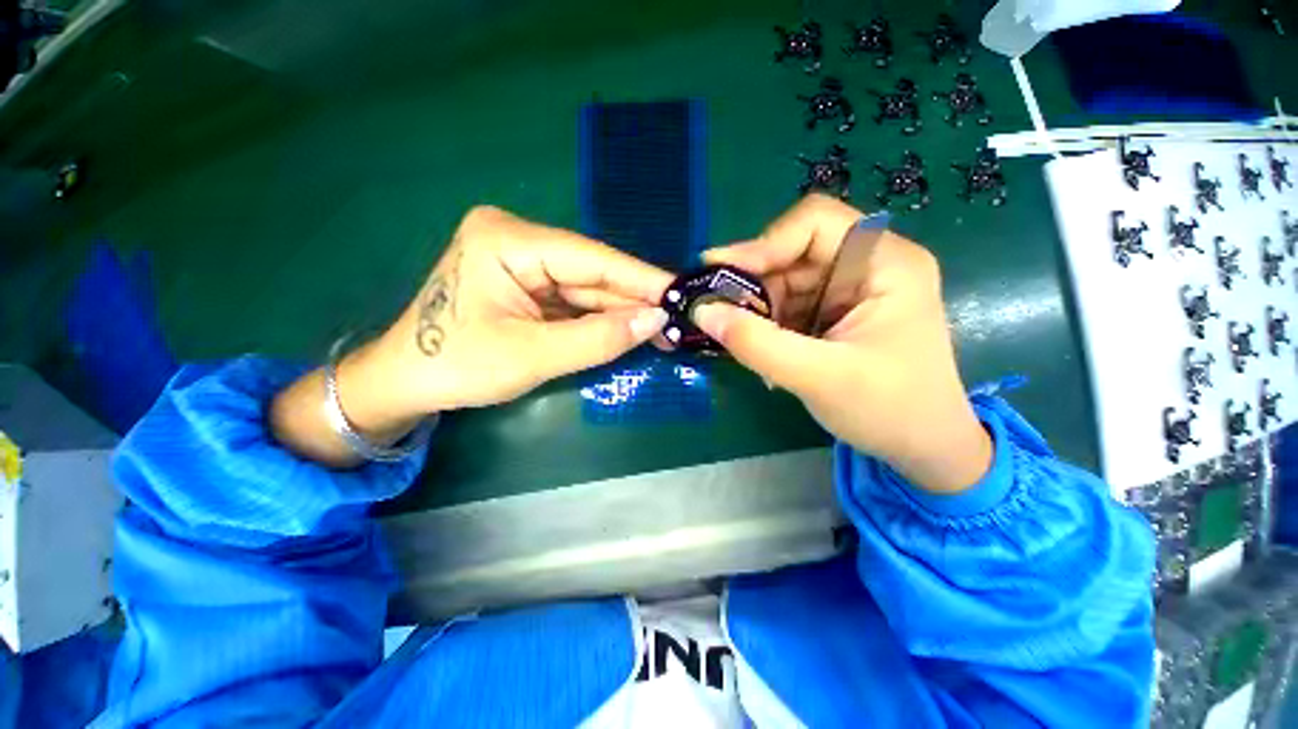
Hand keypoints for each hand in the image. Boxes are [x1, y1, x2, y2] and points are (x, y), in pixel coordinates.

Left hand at [364, 205, 671, 414]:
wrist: (405, 382)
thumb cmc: (456, 366)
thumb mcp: (533, 356)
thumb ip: (598, 338)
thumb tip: (657, 319)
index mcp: (508, 241)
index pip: (592, 259)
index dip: (641, 278)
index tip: (682, 291)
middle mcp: (517, 239)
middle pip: (592, 273)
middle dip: (634, 300)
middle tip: (678, 320)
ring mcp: (521, 261)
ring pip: (586, 288)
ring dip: (621, 312)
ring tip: (663, 330)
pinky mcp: (526, 283)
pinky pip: (573, 300)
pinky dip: (600, 319)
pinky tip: (630, 330)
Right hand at [694, 195, 990, 493]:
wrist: (923, 447)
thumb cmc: (889, 410)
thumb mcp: (819, 377)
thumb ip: (756, 344)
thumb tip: (701, 312)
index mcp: (885, 263)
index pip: (814, 222)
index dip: (763, 243)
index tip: (719, 272)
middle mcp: (866, 265)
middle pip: (792, 252)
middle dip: (751, 283)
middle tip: (713, 311)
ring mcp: (848, 289)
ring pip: (783, 281)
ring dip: (754, 308)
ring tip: (734, 338)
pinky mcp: (833, 312)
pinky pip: (786, 304)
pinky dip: (764, 323)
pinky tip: (755, 347)